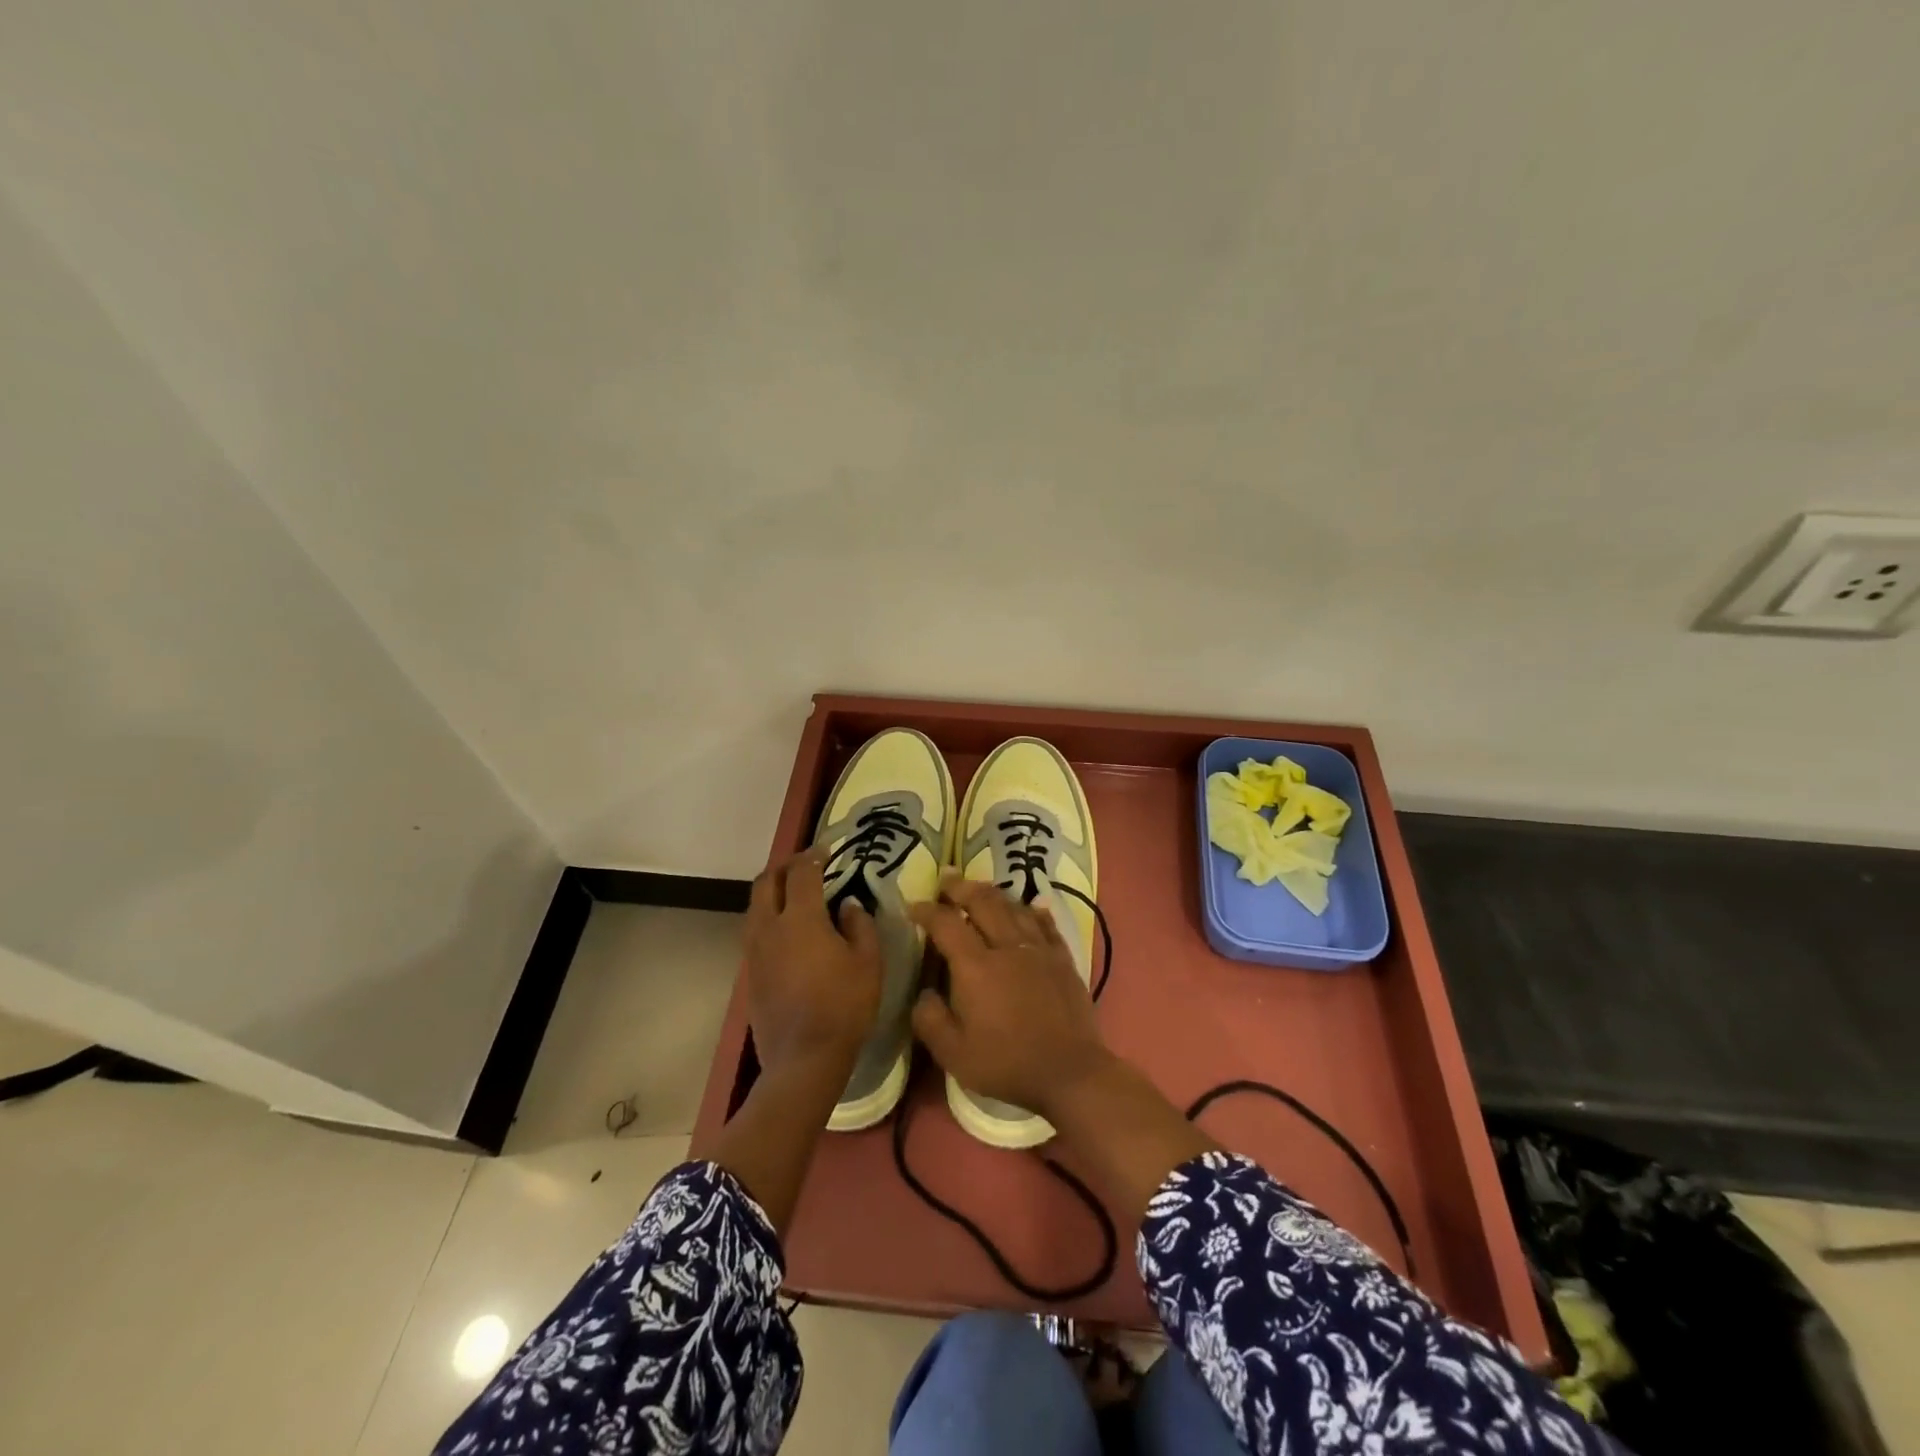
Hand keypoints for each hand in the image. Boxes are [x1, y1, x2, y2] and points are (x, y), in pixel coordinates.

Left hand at [744, 850, 881, 1077]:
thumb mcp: (868, 963)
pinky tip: (787, 930)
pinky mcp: (748, 973)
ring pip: (755, 905)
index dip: (813, 856)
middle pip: (767, 881)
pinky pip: (754, 930)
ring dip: (772, 891)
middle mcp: (769, 927)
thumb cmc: (844, 1007)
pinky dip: (768, 916)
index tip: (827, 851)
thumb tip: (847, 904)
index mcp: (800, 918)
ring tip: (794, 894)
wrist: (803, 1059)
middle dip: (785, 866)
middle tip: (805, 865)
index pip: (801, 872)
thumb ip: (859, 925)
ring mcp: (754, 951)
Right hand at [908, 872, 1112, 1119]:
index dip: (927, 911)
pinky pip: (1046, 924)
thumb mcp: (954, 1054)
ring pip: (1014, 907)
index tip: (914, 907)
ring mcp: (1038, 950)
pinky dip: (1035, 910)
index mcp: (976, 967)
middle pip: (983, 902)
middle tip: (946, 880)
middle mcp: (1007, 947)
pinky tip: (1032, 905)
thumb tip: (923, 994)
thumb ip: (930, 1019)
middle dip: (961, 887)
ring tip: (980, 888)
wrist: (1069, 1071)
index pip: (947, 924)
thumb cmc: (1007, 1064)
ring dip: (994, 893)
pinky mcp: (1062, 959)